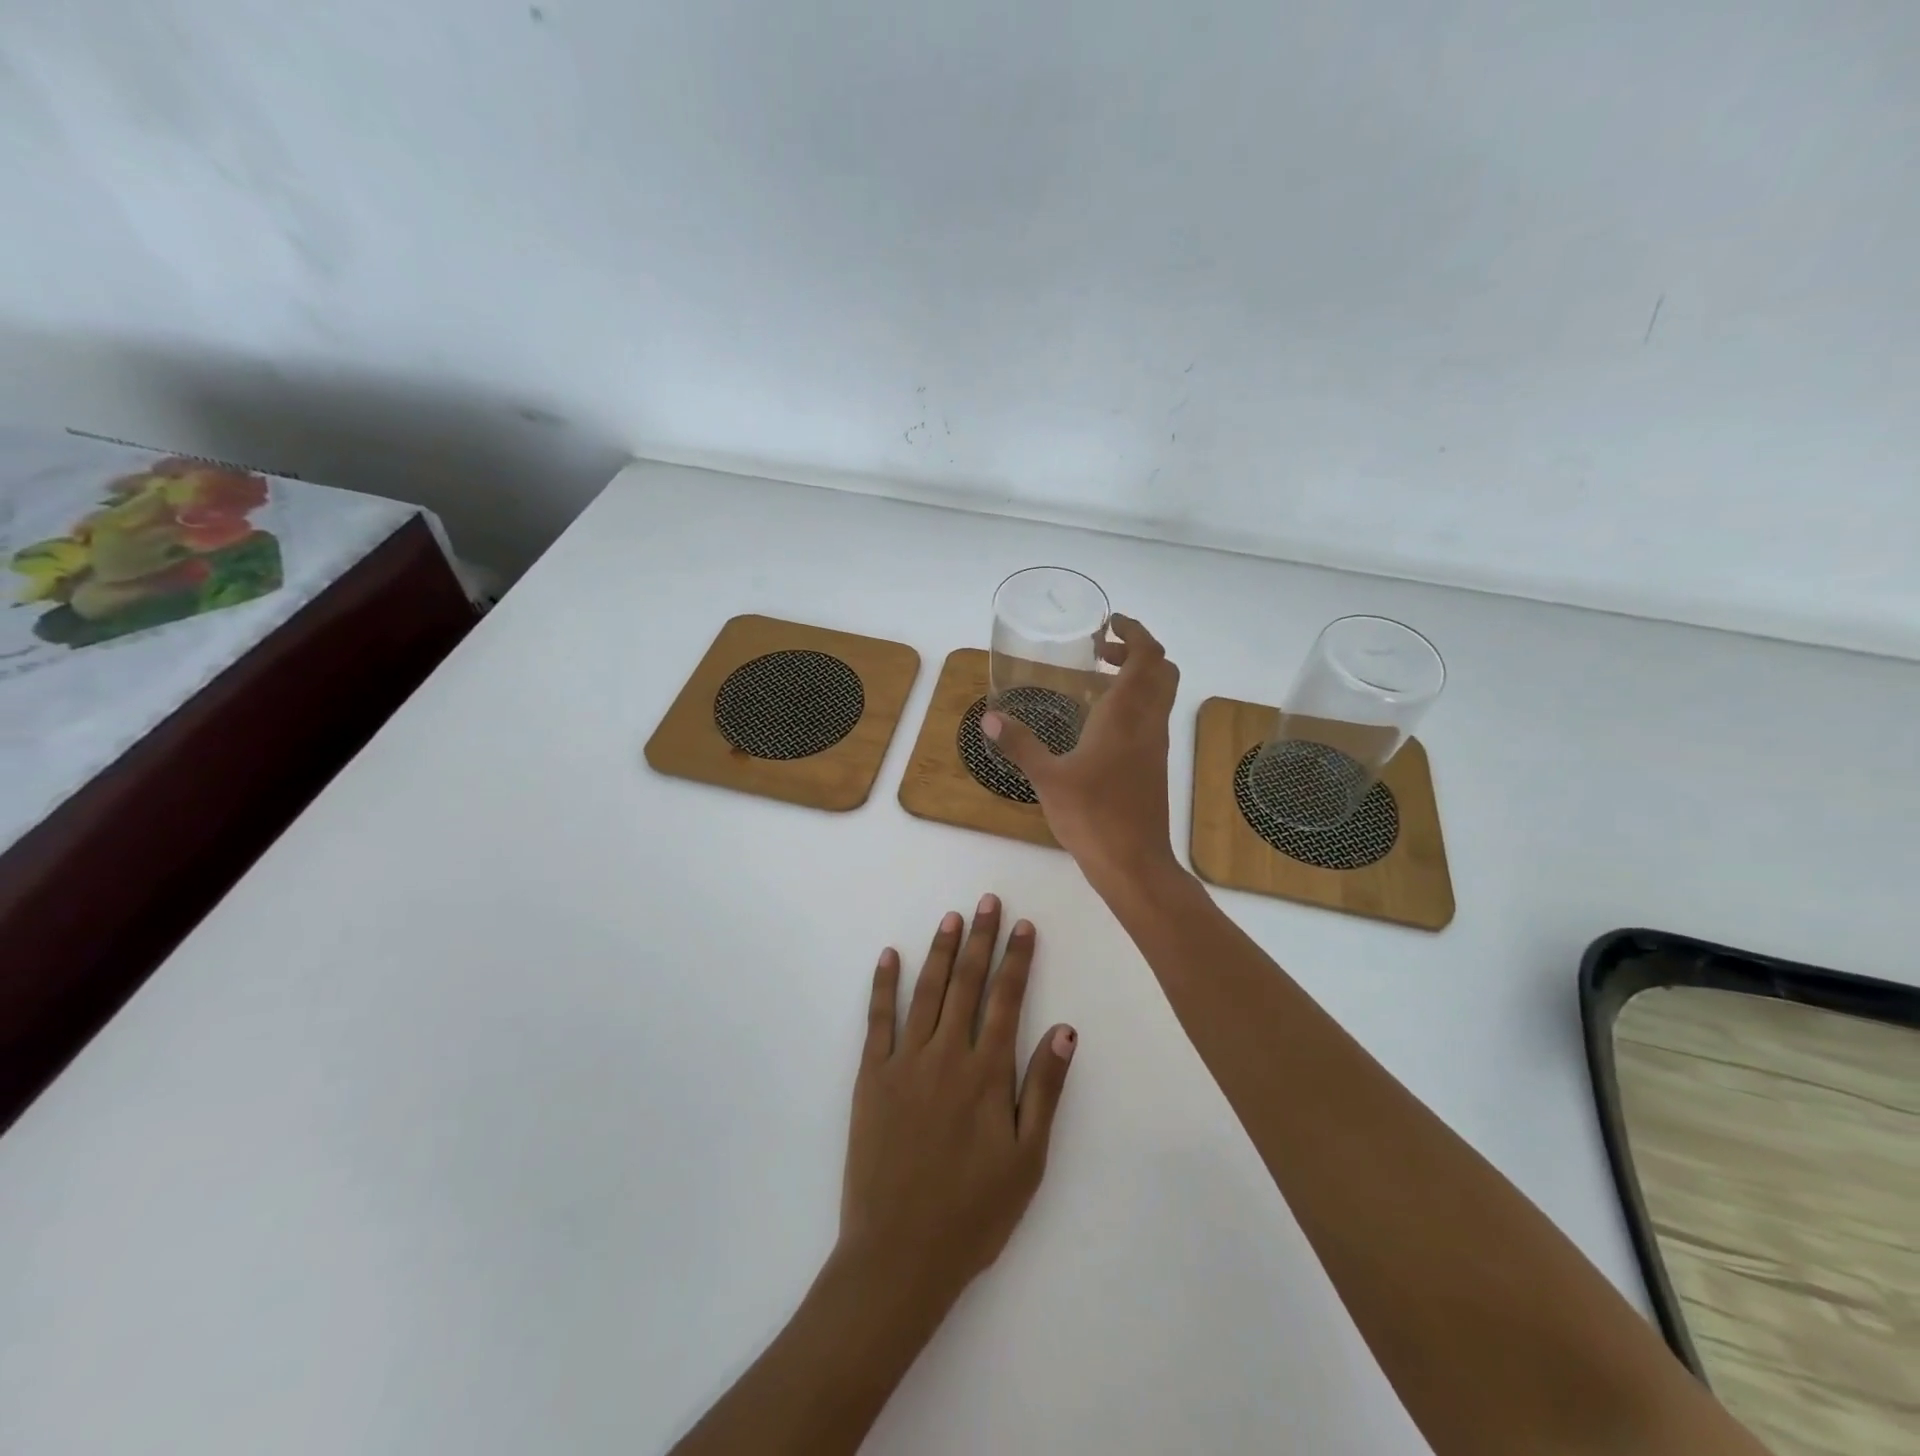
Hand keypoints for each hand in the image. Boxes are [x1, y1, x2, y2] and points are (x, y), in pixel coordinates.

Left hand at [837, 896, 1075, 1317]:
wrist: (899, 1254)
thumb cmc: (973, 1212)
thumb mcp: (1027, 1160)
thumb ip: (1044, 1090)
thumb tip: (1065, 1030)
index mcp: (987, 1073)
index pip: (1006, 1000)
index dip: (1017, 959)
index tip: (1023, 926)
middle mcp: (947, 1055)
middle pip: (966, 983)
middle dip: (980, 939)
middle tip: (987, 902)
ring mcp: (905, 1061)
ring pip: (926, 992)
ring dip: (940, 951)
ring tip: (952, 918)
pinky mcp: (871, 1076)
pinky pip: (878, 1019)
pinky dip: (884, 984)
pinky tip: (890, 956)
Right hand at [982, 614, 1182, 895]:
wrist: (1134, 863)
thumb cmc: (1093, 816)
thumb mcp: (1048, 779)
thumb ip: (1020, 745)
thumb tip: (990, 718)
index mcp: (1126, 716)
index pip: (1147, 657)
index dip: (1134, 632)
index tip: (1111, 623)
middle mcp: (1148, 723)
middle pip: (1162, 669)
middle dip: (1137, 650)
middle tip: (1102, 651)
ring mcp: (1155, 745)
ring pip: (1160, 694)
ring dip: (1137, 676)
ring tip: (1097, 680)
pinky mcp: (1154, 765)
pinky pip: (1152, 717)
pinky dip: (1135, 703)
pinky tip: (1101, 723)